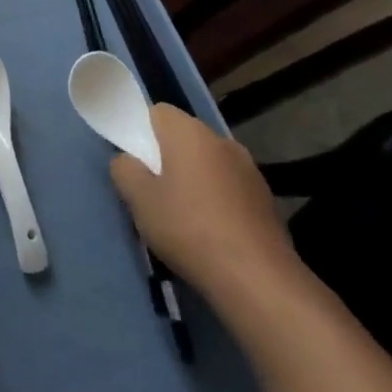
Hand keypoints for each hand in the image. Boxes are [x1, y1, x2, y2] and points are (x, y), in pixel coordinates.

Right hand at [107, 105, 300, 305]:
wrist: (258, 279)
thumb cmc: (189, 229)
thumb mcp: (139, 200)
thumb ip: (125, 170)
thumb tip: (128, 160)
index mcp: (189, 133)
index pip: (157, 111)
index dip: (141, 131)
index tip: (135, 161)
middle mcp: (222, 141)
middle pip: (183, 137)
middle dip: (166, 156)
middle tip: (152, 190)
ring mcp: (249, 169)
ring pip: (207, 162)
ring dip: (193, 177)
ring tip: (182, 214)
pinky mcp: (266, 198)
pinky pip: (228, 186)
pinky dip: (216, 198)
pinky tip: (210, 230)